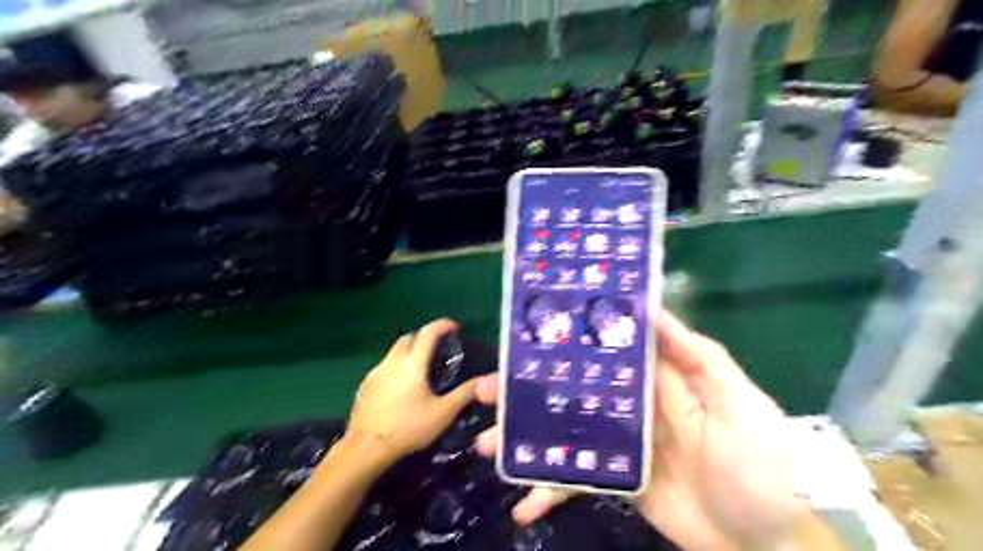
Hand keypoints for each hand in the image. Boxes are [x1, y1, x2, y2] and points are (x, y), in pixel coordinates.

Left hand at [346, 318, 477, 464]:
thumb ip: (465, 394)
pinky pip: (385, 367)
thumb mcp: (443, 413)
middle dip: (424, 336)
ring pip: (395, 352)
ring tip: (421, 368)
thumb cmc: (408, 428)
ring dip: (409, 352)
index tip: (454, 327)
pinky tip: (401, 387)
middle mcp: (393, 361)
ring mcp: (376, 372)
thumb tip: (485, 381)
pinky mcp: (365, 385)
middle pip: (409, 338)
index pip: (428, 332)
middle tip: (438, 349)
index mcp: (413, 363)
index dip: (442, 325)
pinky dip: (396, 367)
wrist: (366, 448)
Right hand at [477, 310, 813, 550]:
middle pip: (567, 389)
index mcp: (651, 378)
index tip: (521, 339)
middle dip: (525, 391)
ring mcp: (618, 444)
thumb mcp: (735, 399)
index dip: (560, 341)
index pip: (597, 350)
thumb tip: (649, 306)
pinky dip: (547, 490)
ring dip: (524, 439)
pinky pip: (574, 480)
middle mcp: (627, 405)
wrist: (770, 541)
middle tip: (485, 393)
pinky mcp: (616, 480)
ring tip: (488, 447)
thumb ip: (694, 353)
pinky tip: (521, 505)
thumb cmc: (760, 462)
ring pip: (561, 432)